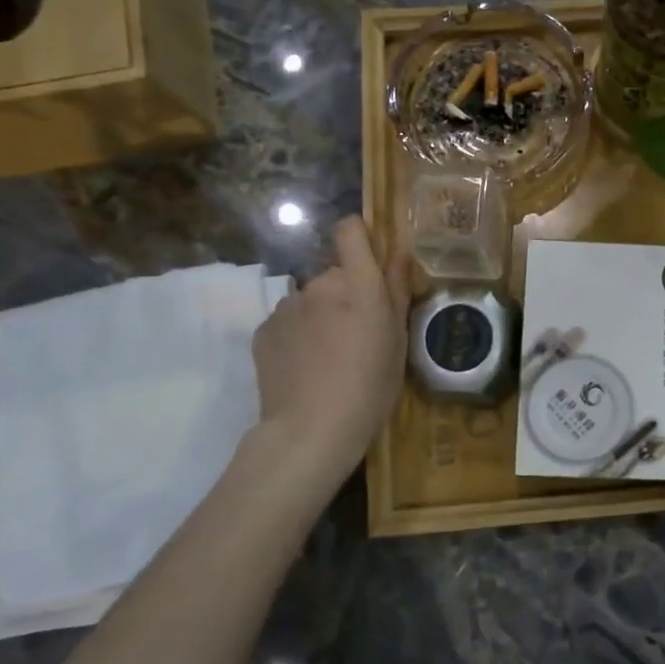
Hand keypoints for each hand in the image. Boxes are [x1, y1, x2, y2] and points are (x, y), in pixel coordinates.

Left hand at [249, 216, 409, 475]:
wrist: (310, 431)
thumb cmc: (370, 388)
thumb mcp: (398, 341)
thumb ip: (397, 289)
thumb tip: (400, 248)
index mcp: (359, 285)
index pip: (350, 231)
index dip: (358, 236)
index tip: (368, 259)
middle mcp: (320, 285)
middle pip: (334, 274)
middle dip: (345, 293)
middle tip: (357, 334)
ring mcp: (287, 306)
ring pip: (310, 299)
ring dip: (320, 315)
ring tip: (328, 356)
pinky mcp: (264, 329)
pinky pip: (287, 321)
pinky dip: (297, 335)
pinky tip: (305, 367)